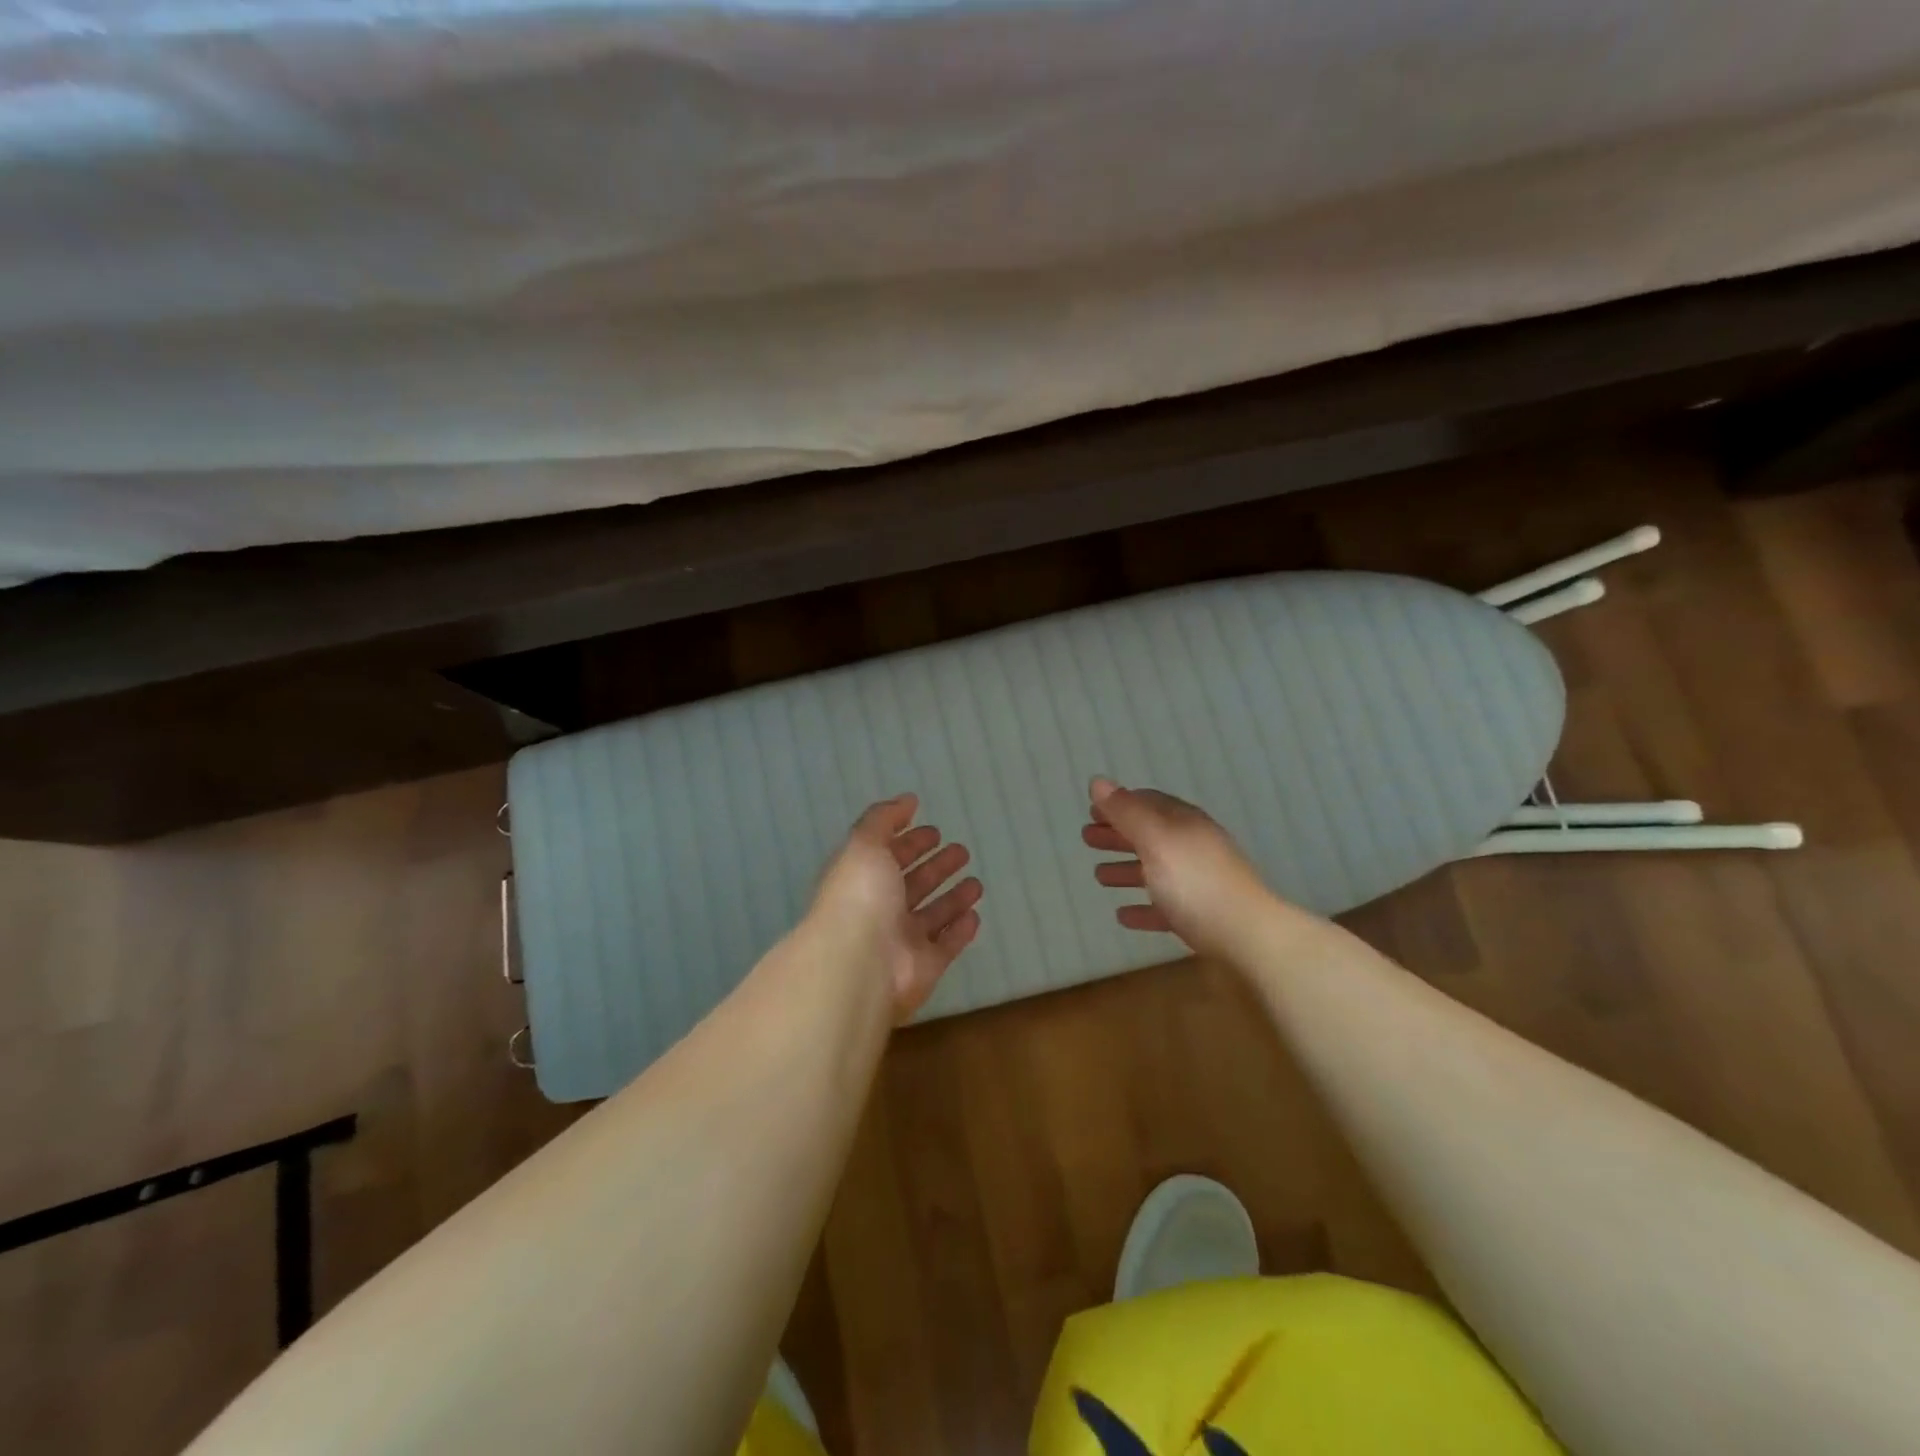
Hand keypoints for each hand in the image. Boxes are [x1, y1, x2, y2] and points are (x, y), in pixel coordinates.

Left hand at [809, 794, 982, 1021]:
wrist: (860, 964)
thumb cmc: (860, 897)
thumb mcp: (864, 844)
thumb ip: (884, 819)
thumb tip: (908, 800)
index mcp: (861, 880)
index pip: (888, 856)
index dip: (910, 842)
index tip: (934, 831)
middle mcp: (880, 910)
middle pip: (912, 885)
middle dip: (935, 867)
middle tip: (961, 852)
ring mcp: (902, 941)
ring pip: (932, 915)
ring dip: (952, 898)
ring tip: (975, 882)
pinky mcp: (924, 967)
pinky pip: (946, 945)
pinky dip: (960, 931)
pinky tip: (975, 915)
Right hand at [1081, 777, 1269, 957]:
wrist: (1248, 937)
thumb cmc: (1195, 883)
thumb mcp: (1156, 840)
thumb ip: (1126, 812)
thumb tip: (1098, 781)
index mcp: (1184, 824)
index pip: (1148, 803)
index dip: (1118, 804)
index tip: (1092, 810)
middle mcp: (1193, 847)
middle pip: (1150, 835)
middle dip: (1118, 835)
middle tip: (1087, 839)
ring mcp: (1199, 883)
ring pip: (1156, 871)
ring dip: (1126, 870)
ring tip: (1099, 876)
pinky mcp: (1201, 916)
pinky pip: (1165, 907)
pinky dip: (1143, 907)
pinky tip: (1123, 916)